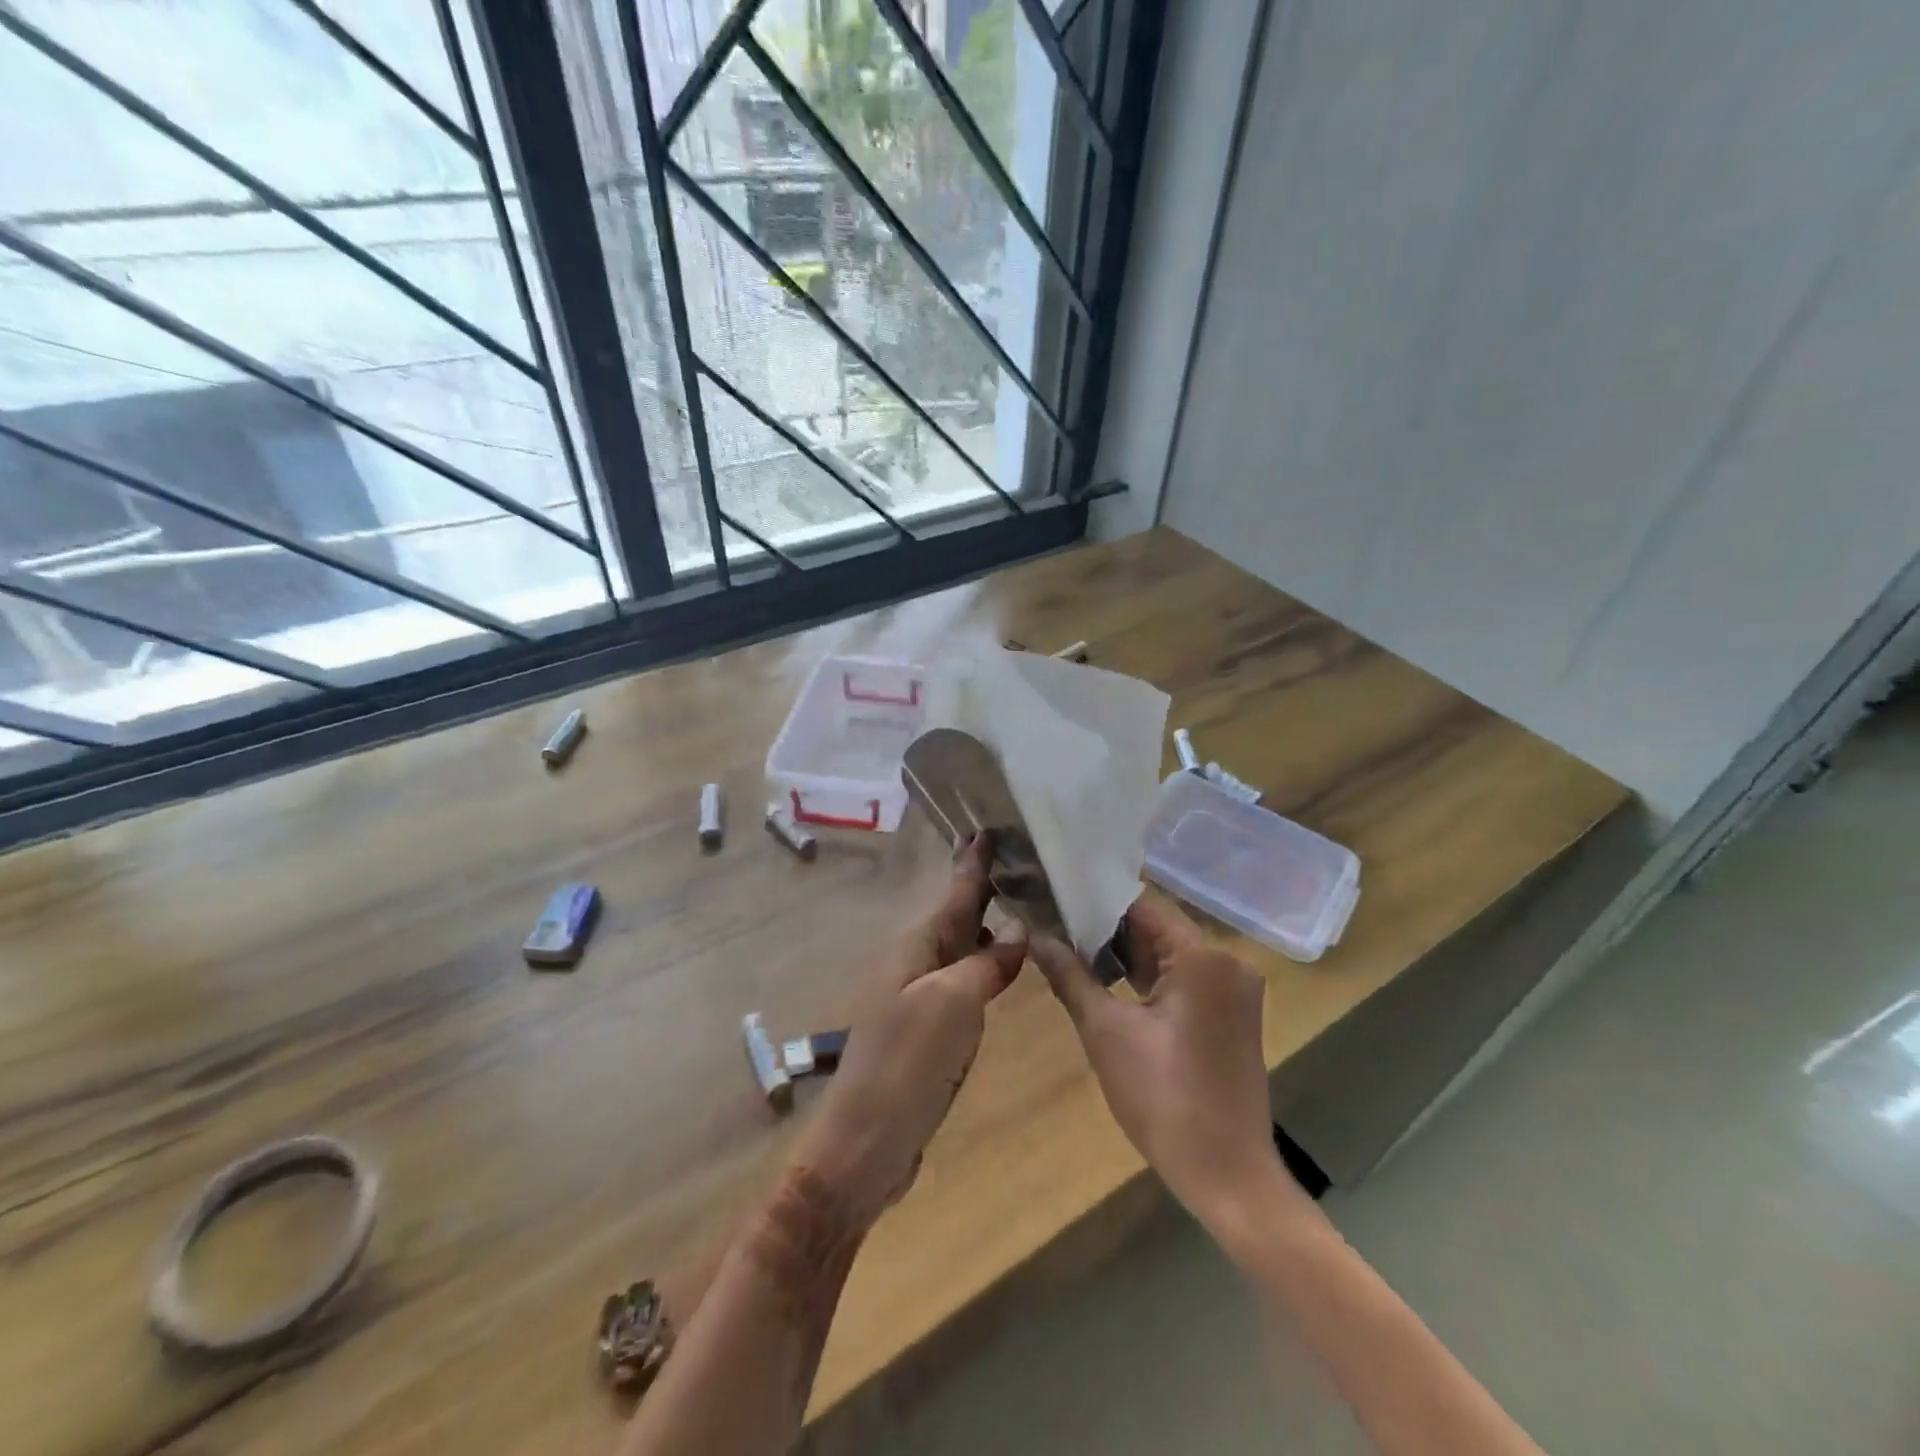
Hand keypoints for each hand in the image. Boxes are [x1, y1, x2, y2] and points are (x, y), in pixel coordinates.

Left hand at [790, 834, 1026, 1228]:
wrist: (867, 1144)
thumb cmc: (906, 1064)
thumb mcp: (951, 1004)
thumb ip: (985, 964)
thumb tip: (1018, 929)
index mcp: (917, 947)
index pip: (954, 891)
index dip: (974, 861)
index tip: (993, 826)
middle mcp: (919, 963)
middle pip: (958, 914)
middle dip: (987, 886)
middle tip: (1025, 859)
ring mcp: (926, 997)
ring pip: (964, 947)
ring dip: (990, 923)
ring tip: (1026, 901)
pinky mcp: (935, 1029)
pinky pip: (968, 982)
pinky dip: (989, 964)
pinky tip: (1009, 962)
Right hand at [1031, 890, 1286, 1228]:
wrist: (1228, 1176)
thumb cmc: (1164, 1100)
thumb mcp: (1106, 1033)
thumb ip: (1070, 976)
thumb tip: (1036, 937)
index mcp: (1203, 957)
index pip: (1142, 906)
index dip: (1095, 898)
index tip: (1055, 895)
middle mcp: (1227, 962)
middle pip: (1157, 928)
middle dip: (1105, 928)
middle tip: (1053, 922)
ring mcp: (1234, 990)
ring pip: (1168, 955)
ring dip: (1124, 955)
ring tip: (1068, 946)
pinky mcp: (1231, 1014)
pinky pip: (1183, 979)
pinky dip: (1147, 979)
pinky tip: (1106, 979)